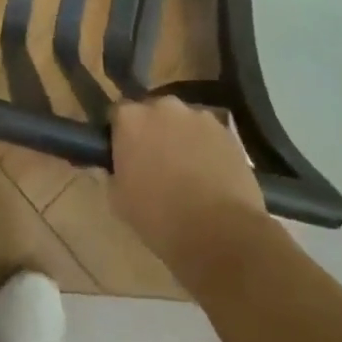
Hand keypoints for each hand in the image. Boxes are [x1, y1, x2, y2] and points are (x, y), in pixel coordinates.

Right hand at [111, 96, 271, 283]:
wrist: (221, 234)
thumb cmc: (160, 218)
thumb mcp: (119, 200)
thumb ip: (114, 172)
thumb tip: (119, 166)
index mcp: (130, 119)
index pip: (118, 114)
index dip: (120, 134)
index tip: (124, 155)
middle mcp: (162, 107)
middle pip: (152, 113)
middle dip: (152, 132)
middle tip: (155, 163)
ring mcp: (198, 116)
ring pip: (182, 122)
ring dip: (180, 138)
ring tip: (187, 171)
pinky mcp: (227, 132)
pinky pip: (208, 135)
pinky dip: (206, 148)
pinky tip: (210, 176)